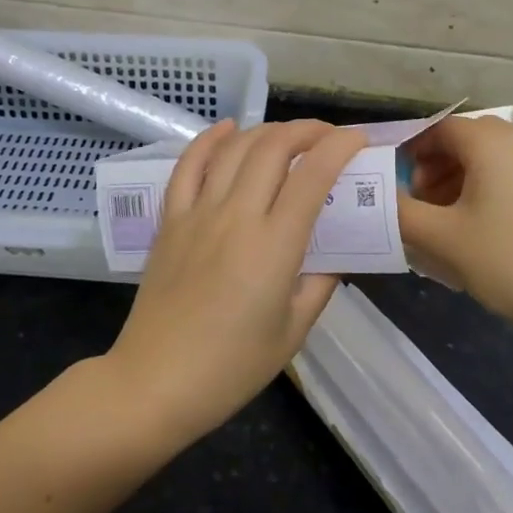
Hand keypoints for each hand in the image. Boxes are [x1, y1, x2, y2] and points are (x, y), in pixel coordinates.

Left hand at [103, 118, 368, 446]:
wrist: (155, 383)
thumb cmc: (231, 368)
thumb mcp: (293, 332)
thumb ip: (320, 285)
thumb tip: (334, 255)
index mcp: (274, 246)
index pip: (313, 175)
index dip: (339, 147)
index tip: (358, 140)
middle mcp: (237, 216)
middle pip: (274, 148)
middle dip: (307, 130)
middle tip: (327, 136)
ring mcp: (198, 213)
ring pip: (235, 149)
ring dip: (267, 131)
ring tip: (288, 135)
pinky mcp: (170, 220)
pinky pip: (188, 166)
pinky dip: (209, 139)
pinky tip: (228, 129)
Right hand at [397, 115, 512, 354]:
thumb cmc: (511, 261)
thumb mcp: (442, 239)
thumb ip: (398, 214)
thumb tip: (371, 198)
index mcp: (490, 142)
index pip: (438, 127)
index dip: (408, 149)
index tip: (386, 180)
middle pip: (463, 144)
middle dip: (430, 171)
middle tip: (411, 207)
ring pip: (486, 168)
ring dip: (454, 188)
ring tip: (437, 229)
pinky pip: (508, 187)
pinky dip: (481, 202)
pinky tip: (473, 242)